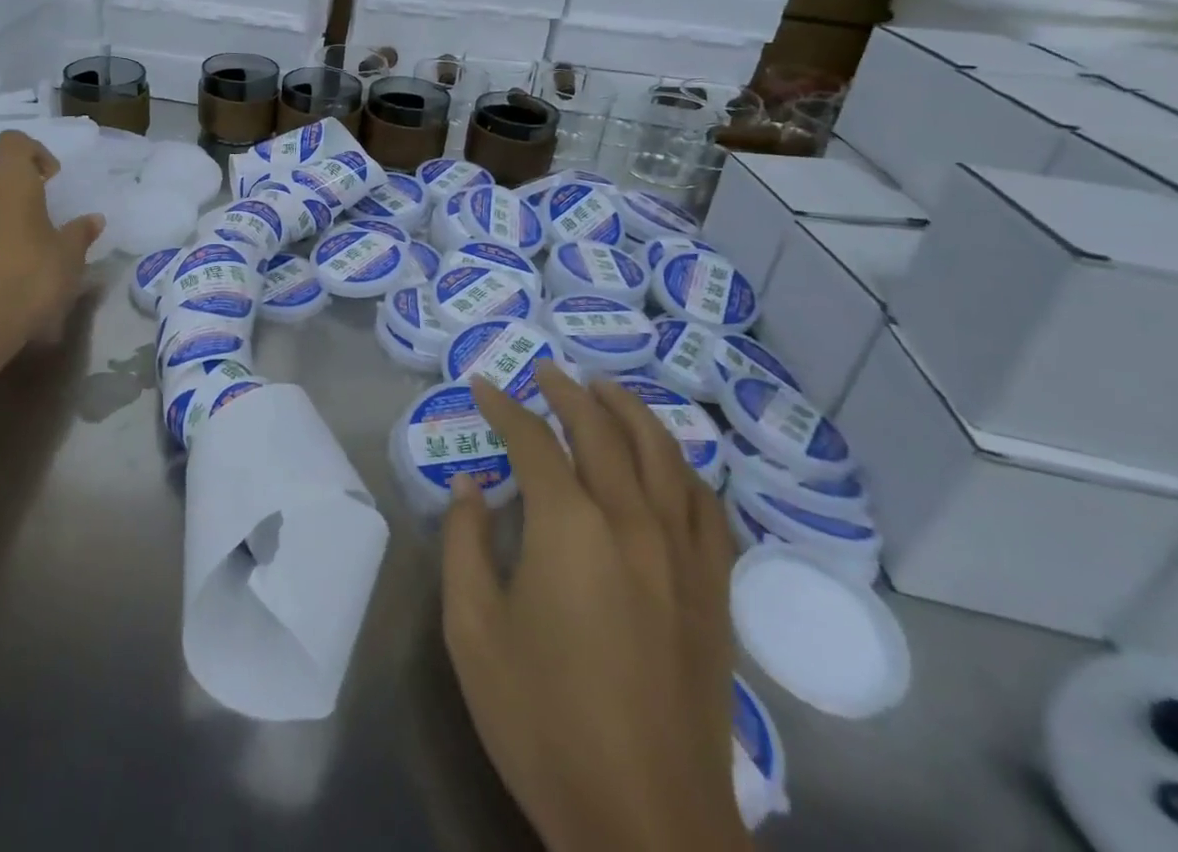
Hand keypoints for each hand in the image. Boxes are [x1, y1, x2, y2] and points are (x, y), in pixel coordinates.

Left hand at [0, 131, 103, 343]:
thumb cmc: (34, 277)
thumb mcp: (70, 255)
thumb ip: (80, 232)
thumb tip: (93, 219)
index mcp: (12, 183)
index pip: (13, 142)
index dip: (34, 152)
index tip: (51, 179)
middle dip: (12, 187)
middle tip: (35, 215)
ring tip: (14, 238)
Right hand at [443, 365, 746, 851]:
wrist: (647, 824)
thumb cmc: (544, 721)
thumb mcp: (473, 630)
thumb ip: (464, 543)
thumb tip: (471, 486)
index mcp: (570, 526)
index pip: (533, 440)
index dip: (503, 406)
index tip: (482, 385)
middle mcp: (632, 522)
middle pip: (602, 432)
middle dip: (568, 392)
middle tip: (545, 371)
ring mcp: (682, 556)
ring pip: (664, 455)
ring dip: (631, 411)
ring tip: (606, 389)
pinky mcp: (713, 593)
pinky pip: (707, 508)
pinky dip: (685, 470)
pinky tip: (671, 464)